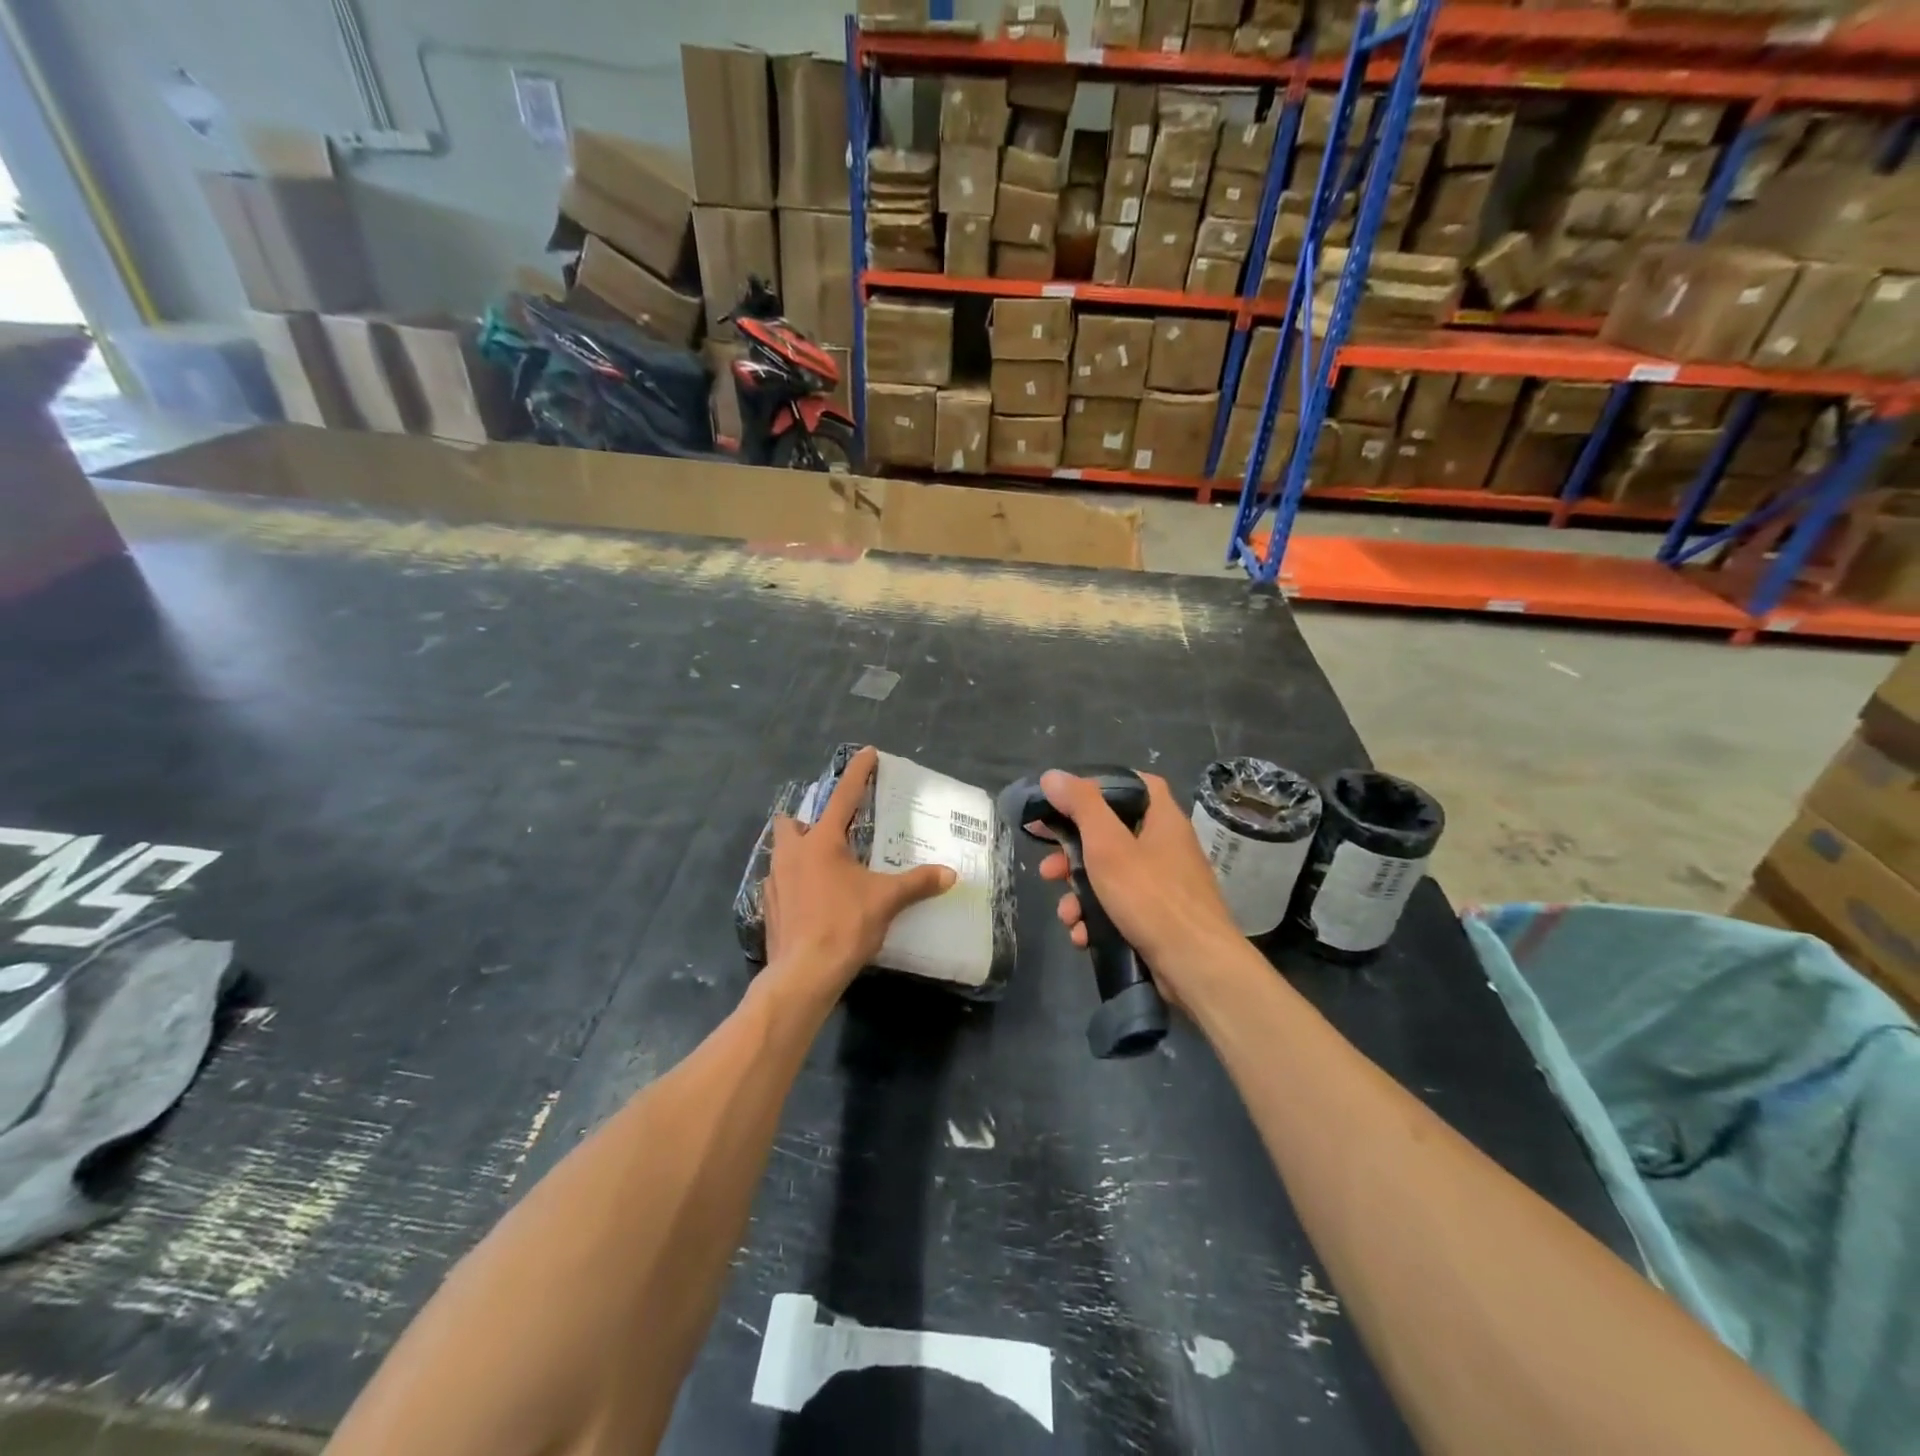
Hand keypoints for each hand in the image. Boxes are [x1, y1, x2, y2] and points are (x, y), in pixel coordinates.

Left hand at [763, 746, 956, 1005]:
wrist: (804, 973)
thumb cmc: (845, 925)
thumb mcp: (887, 900)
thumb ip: (918, 883)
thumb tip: (950, 875)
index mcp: (822, 842)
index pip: (843, 797)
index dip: (858, 773)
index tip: (867, 753)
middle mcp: (793, 854)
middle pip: (791, 822)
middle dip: (806, 819)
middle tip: (831, 831)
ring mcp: (775, 881)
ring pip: (782, 852)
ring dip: (799, 851)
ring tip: (825, 865)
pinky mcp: (770, 907)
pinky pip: (779, 882)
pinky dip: (794, 882)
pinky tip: (811, 897)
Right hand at [1036, 770, 1245, 1007]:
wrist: (1196, 967)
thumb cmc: (1151, 896)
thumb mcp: (1108, 845)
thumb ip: (1081, 807)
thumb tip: (1052, 776)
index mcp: (1162, 819)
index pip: (1135, 784)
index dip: (1100, 786)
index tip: (1067, 800)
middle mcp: (1166, 847)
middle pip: (1112, 834)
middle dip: (1072, 854)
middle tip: (1048, 867)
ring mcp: (1164, 886)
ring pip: (1111, 876)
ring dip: (1080, 894)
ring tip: (1066, 914)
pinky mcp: (1159, 919)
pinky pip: (1120, 908)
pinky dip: (1098, 919)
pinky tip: (1082, 936)